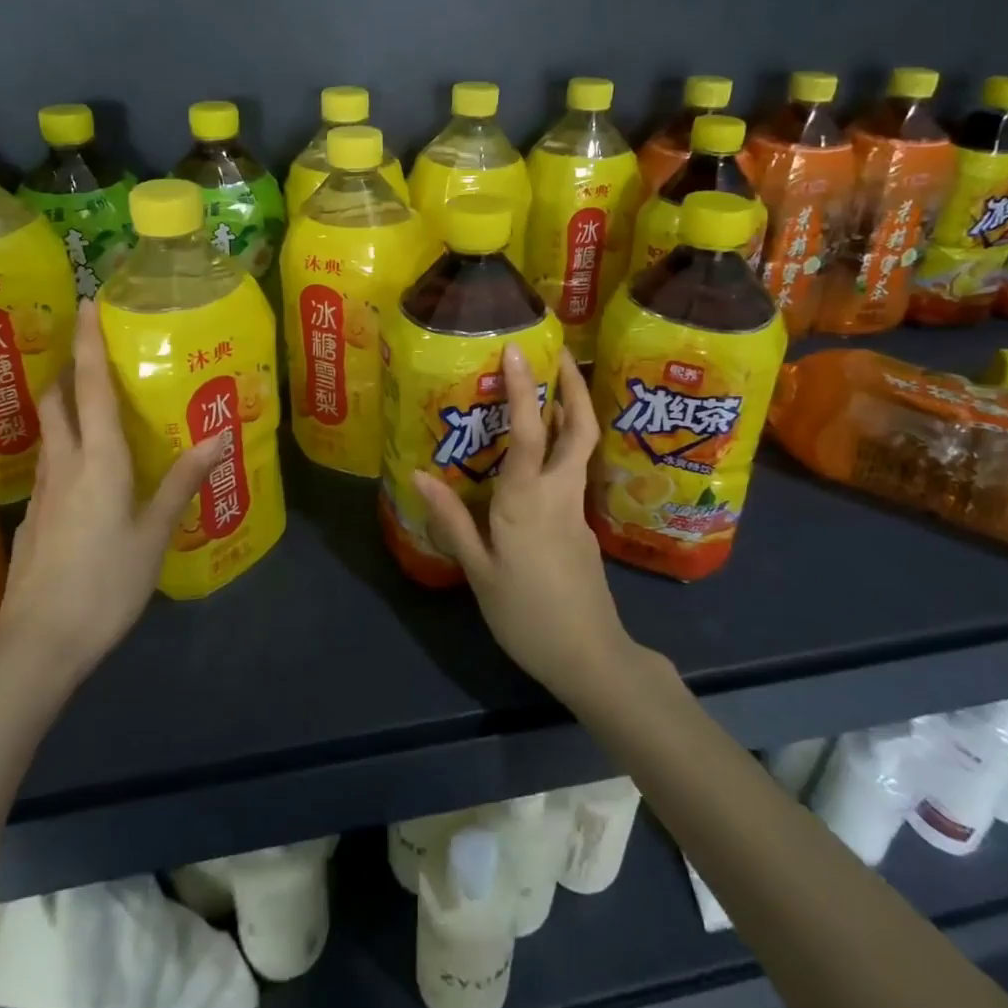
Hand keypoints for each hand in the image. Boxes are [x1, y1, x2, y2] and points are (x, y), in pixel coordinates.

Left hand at [0, 300, 223, 689]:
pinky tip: (86, 466)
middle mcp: (64, 465)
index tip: (86, 303)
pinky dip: (66, 443)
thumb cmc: (104, 585)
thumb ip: (183, 482)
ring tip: (94, 400)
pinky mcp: (35, 518)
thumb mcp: (154, 535)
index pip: (91, 389)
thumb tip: (219, 435)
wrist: (35, 647)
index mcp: (98, 462)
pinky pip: (51, 461)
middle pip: (57, 402)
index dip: (88, 344)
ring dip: (65, 404)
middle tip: (92, 351)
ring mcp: (42, 493)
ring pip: (50, 431)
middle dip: (69, 369)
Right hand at [409, 345, 637, 704]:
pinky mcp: (584, 526)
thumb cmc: (525, 614)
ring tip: (548, 392)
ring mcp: (577, 509)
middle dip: (574, 386)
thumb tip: (418, 474)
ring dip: (571, 413)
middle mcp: (558, 493)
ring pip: (581, 449)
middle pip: (580, 428)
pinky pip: (572, 475)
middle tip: (559, 355)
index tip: (516, 351)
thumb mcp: (478, 570)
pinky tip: (537, 462)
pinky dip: (561, 451)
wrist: (589, 657)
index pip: (527, 432)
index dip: (522, 389)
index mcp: (527, 500)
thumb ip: (451, 520)